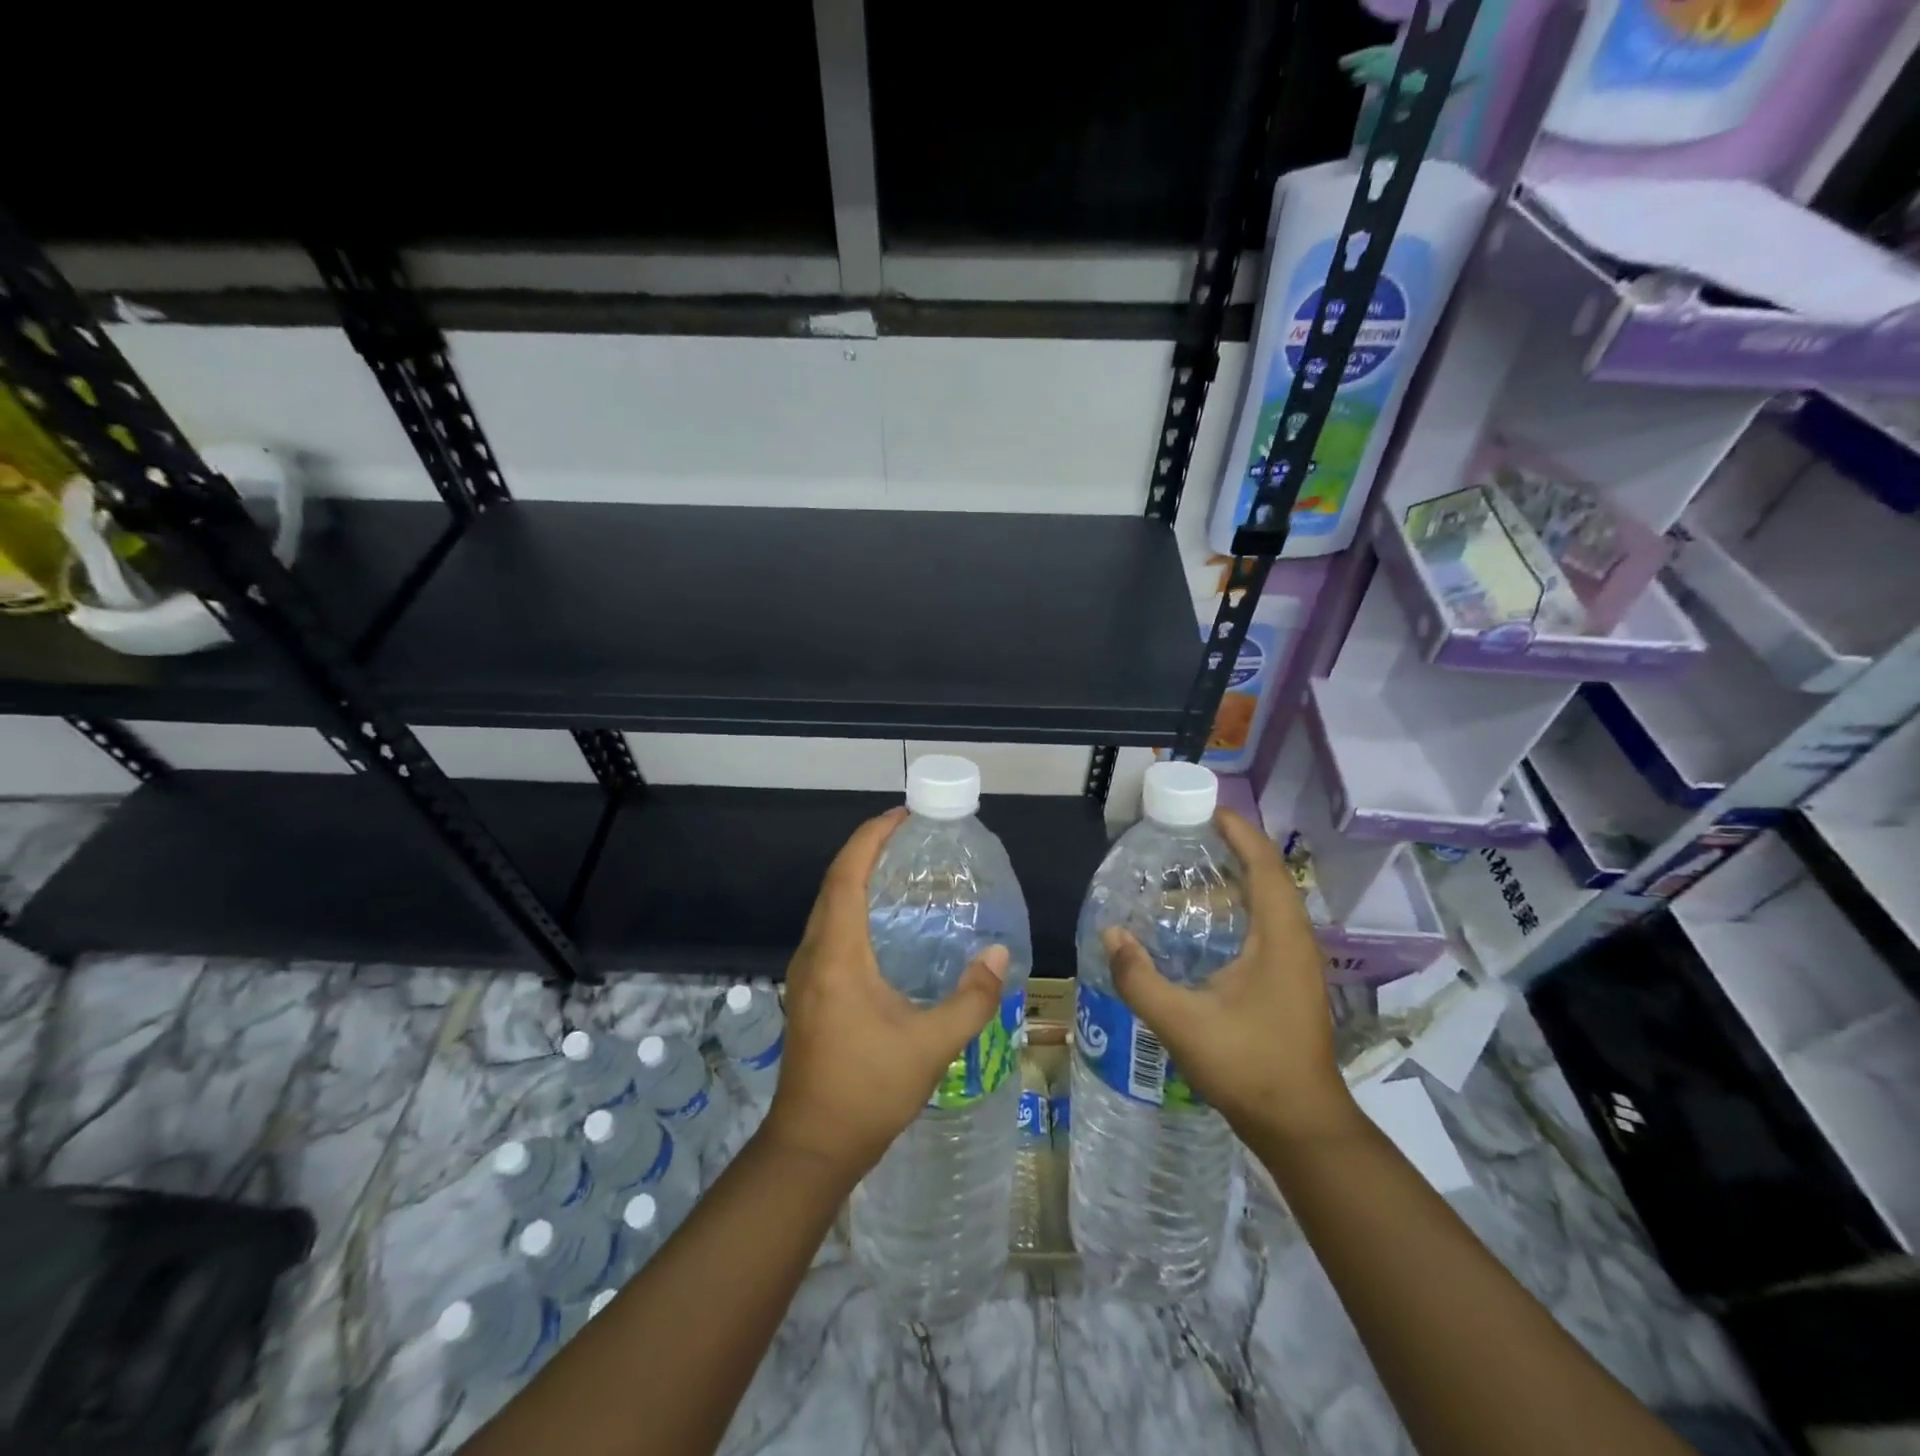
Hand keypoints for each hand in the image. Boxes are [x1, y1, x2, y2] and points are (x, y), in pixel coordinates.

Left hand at [759, 808, 1010, 1182]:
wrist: (813, 1144)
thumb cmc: (869, 1090)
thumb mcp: (932, 1045)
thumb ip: (971, 997)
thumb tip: (1001, 953)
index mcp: (838, 955)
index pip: (847, 876)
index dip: (870, 838)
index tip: (901, 815)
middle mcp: (814, 954)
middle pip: (834, 883)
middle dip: (866, 849)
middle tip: (909, 834)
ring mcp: (805, 973)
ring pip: (828, 906)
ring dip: (856, 876)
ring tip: (899, 867)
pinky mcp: (807, 990)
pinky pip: (829, 928)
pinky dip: (852, 905)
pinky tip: (884, 921)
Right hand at [1102, 807, 1356, 1141]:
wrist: (1300, 1123)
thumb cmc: (1248, 1066)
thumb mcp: (1182, 1022)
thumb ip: (1139, 977)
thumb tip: (1110, 933)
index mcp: (1279, 937)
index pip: (1264, 864)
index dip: (1239, 831)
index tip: (1206, 810)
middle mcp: (1295, 940)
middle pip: (1269, 876)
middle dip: (1233, 848)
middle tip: (1187, 837)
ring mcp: (1297, 962)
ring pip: (1270, 901)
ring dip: (1237, 878)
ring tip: (1190, 872)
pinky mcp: (1291, 980)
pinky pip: (1267, 924)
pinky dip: (1239, 907)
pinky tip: (1205, 925)